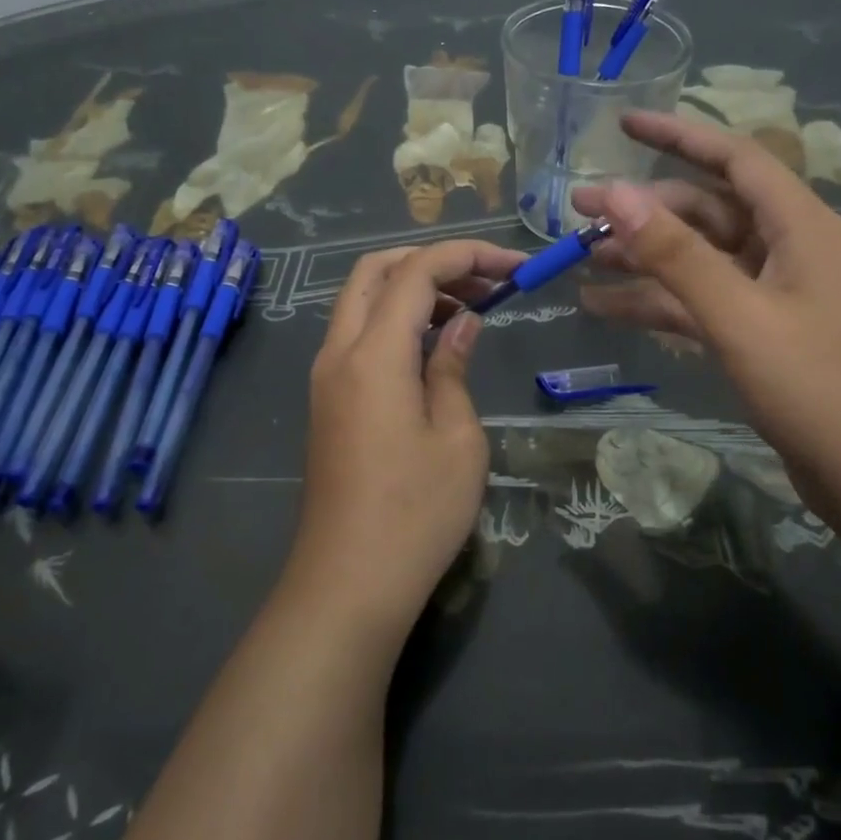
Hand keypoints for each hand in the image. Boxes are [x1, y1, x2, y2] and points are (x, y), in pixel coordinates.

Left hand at [295, 239, 526, 634]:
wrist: (348, 584)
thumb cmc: (415, 514)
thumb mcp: (457, 437)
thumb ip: (453, 366)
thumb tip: (463, 323)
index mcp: (372, 354)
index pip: (416, 271)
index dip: (467, 256)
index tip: (515, 266)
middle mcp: (338, 352)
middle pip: (375, 270)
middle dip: (432, 260)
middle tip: (485, 281)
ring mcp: (325, 376)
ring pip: (361, 300)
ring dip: (412, 288)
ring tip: (470, 308)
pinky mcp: (327, 400)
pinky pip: (357, 334)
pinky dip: (394, 319)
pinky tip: (434, 345)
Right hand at [571, 111, 840, 527]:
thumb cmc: (817, 388)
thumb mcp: (738, 316)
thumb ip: (675, 253)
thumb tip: (614, 193)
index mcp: (798, 226)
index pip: (733, 157)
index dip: (678, 135)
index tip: (623, 123)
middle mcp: (786, 248)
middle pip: (705, 209)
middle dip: (642, 209)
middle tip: (578, 212)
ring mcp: (772, 292)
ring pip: (696, 256)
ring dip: (642, 256)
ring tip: (580, 257)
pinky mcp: (760, 331)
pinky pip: (698, 300)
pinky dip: (655, 301)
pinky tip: (603, 308)